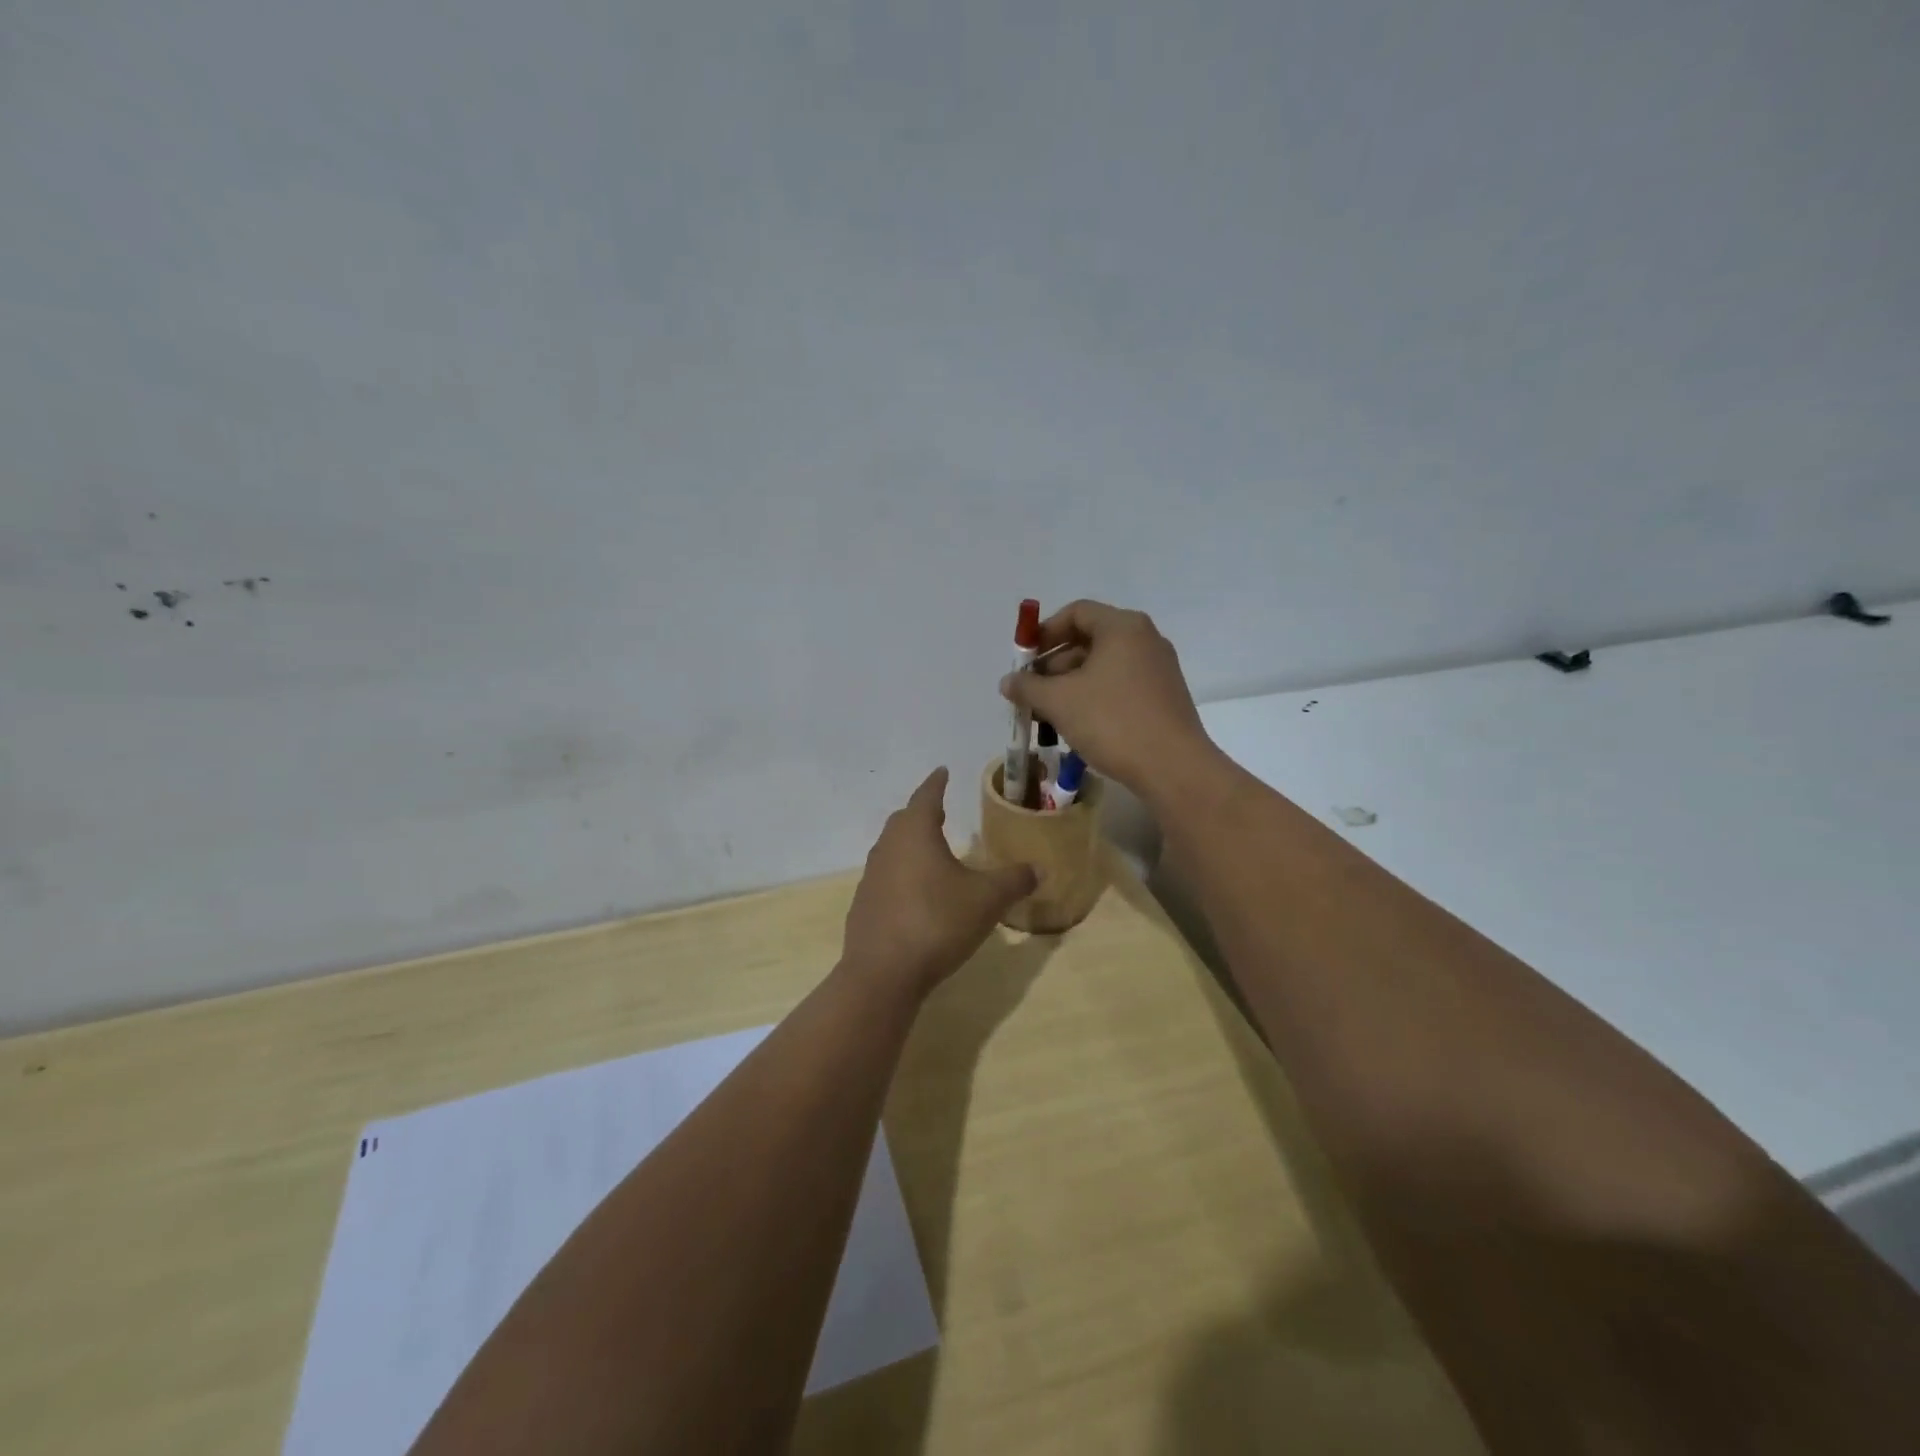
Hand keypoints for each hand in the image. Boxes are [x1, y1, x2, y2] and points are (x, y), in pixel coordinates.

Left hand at [842, 768, 1037, 993]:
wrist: (883, 973)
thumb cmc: (937, 921)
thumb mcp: (986, 900)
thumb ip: (1014, 880)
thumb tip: (1039, 868)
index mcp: (915, 834)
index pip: (926, 796)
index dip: (936, 783)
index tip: (942, 771)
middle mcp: (888, 848)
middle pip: (904, 820)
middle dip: (922, 812)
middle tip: (940, 810)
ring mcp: (871, 878)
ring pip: (892, 849)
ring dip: (910, 844)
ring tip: (931, 850)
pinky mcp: (864, 906)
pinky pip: (886, 878)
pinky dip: (902, 874)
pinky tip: (916, 893)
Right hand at [1000, 600, 1216, 801]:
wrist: (1173, 767)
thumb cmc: (1112, 722)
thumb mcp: (1059, 702)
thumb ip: (1028, 687)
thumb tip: (1008, 681)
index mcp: (1122, 627)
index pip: (1076, 613)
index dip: (1044, 632)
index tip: (1024, 660)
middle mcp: (1145, 640)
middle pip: (1089, 640)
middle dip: (1054, 665)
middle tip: (1032, 693)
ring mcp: (1158, 670)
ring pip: (1104, 667)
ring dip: (1071, 686)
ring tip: (1048, 716)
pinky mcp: (1164, 698)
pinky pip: (1120, 686)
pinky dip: (1094, 698)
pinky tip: (1077, 726)